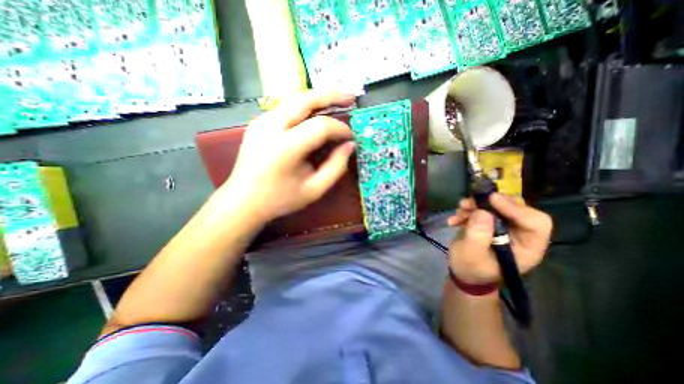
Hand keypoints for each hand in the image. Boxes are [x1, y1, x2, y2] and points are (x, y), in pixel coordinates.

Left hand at [221, 89, 358, 223]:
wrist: (243, 200)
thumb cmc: (280, 199)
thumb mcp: (314, 190)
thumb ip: (336, 167)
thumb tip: (350, 145)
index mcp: (286, 148)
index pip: (321, 126)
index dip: (340, 129)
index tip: (351, 137)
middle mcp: (271, 127)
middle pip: (305, 100)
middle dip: (331, 95)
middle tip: (351, 96)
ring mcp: (261, 121)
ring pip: (295, 99)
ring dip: (318, 97)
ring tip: (338, 99)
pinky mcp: (258, 122)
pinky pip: (286, 106)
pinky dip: (305, 106)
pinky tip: (316, 112)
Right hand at [447, 195, 551, 285]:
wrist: (463, 272)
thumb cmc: (470, 268)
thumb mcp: (471, 254)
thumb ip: (478, 235)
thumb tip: (482, 212)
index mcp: (527, 247)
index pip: (535, 222)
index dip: (515, 208)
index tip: (491, 199)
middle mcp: (520, 234)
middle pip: (516, 208)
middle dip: (492, 203)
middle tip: (471, 202)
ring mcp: (505, 227)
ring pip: (498, 205)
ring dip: (476, 205)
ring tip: (460, 210)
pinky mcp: (491, 223)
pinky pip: (483, 208)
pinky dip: (469, 210)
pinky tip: (456, 218)